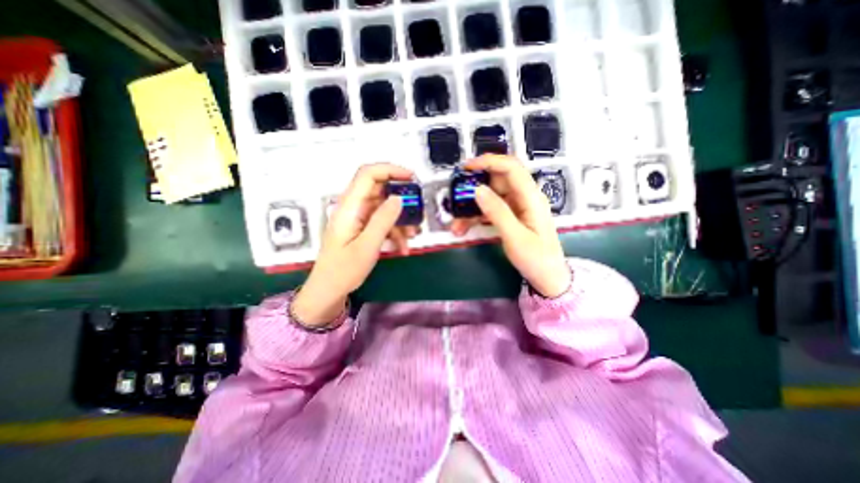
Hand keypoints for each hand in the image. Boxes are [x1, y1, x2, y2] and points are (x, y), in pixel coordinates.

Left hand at [293, 164, 420, 326]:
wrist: (329, 289)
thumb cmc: (344, 270)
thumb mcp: (367, 246)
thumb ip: (383, 220)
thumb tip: (398, 197)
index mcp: (350, 207)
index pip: (368, 174)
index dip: (390, 170)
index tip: (411, 178)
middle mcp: (353, 207)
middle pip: (379, 190)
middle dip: (401, 199)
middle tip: (417, 210)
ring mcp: (358, 218)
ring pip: (384, 208)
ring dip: (400, 220)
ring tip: (412, 237)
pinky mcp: (363, 228)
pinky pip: (382, 222)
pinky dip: (395, 232)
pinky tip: (402, 247)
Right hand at [452, 157, 568, 295]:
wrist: (548, 277)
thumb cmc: (537, 259)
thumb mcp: (515, 237)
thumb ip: (497, 212)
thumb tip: (478, 189)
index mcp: (531, 197)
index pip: (511, 168)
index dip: (489, 162)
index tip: (467, 168)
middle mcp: (525, 197)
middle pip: (497, 181)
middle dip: (475, 189)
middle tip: (456, 200)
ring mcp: (518, 206)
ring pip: (491, 196)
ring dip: (472, 207)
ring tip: (457, 225)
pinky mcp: (512, 215)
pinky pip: (491, 208)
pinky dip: (477, 216)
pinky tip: (465, 227)